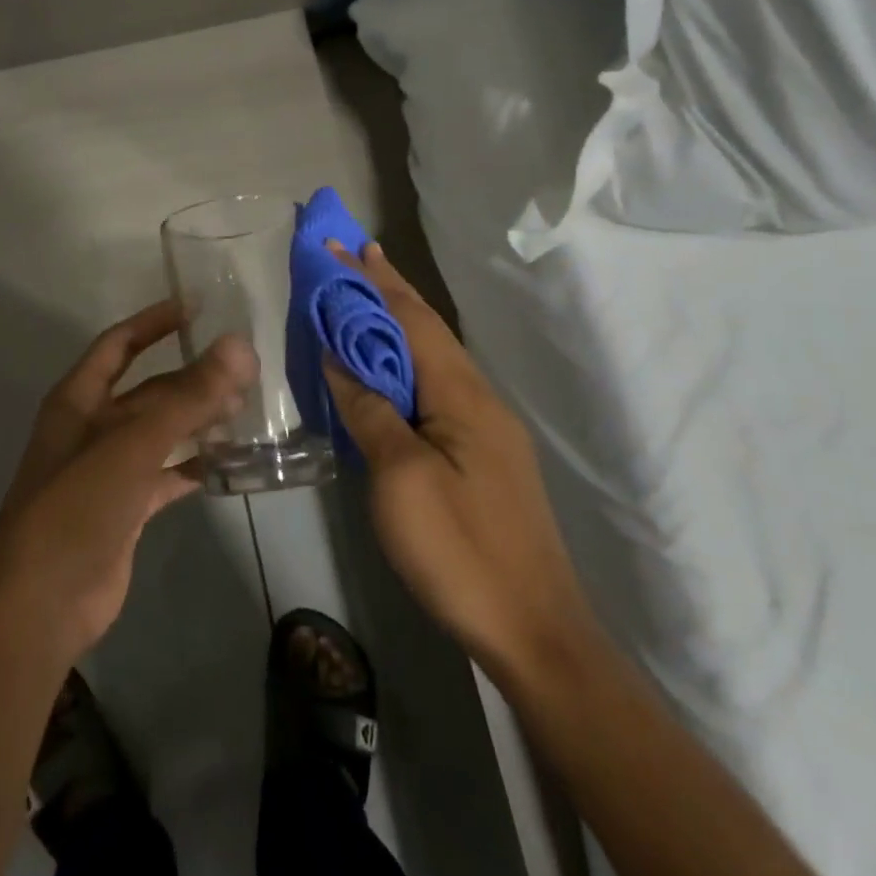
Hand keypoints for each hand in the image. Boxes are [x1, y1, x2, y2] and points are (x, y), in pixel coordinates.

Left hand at [0, 300, 256, 667]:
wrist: (41, 601)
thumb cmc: (77, 505)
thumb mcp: (133, 444)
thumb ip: (188, 396)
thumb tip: (239, 345)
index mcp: (78, 400)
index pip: (119, 345)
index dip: (153, 322)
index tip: (196, 307)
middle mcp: (91, 428)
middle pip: (147, 390)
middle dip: (190, 378)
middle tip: (242, 368)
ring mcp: (108, 470)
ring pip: (160, 433)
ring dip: (196, 420)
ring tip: (244, 408)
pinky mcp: (125, 509)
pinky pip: (165, 475)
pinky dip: (193, 466)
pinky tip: (227, 461)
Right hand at [322, 242, 589, 672]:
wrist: (534, 631)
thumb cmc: (460, 550)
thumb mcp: (400, 478)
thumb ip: (369, 410)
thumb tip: (340, 357)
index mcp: (461, 393)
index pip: (410, 318)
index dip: (372, 280)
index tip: (340, 244)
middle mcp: (478, 397)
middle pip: (426, 329)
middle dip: (387, 289)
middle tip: (352, 255)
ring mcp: (484, 428)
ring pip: (432, 358)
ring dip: (396, 323)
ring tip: (362, 300)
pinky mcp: (481, 455)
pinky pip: (434, 388)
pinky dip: (404, 363)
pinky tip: (386, 371)